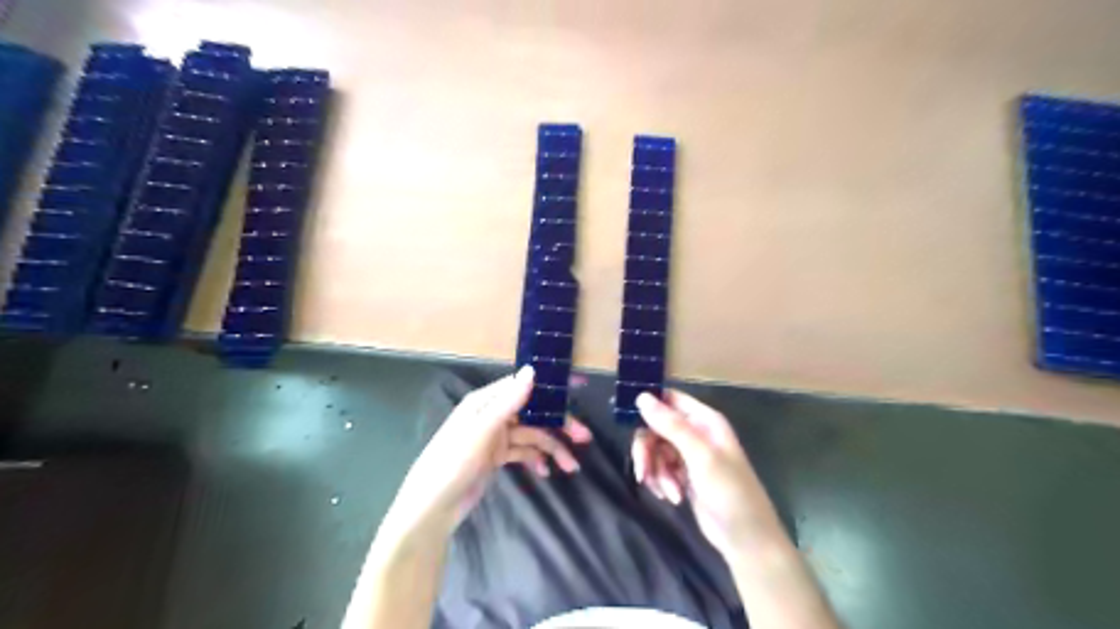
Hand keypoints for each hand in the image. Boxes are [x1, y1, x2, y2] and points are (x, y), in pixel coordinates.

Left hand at [390, 366, 588, 532]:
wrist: (431, 508)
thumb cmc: (453, 463)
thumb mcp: (482, 431)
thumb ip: (509, 401)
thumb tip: (532, 370)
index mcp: (486, 402)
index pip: (524, 388)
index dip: (551, 391)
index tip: (577, 393)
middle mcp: (492, 415)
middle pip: (533, 414)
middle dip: (559, 425)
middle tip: (584, 438)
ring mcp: (495, 437)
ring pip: (531, 436)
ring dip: (552, 448)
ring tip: (572, 467)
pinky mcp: (496, 457)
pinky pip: (523, 452)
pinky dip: (536, 460)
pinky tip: (547, 472)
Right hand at [634, 390, 781, 557]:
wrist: (746, 539)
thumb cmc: (729, 492)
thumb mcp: (700, 456)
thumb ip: (671, 426)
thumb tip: (641, 396)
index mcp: (704, 420)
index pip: (669, 399)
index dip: (648, 405)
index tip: (626, 418)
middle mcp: (696, 432)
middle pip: (656, 427)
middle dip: (647, 450)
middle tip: (643, 472)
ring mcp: (689, 454)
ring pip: (655, 450)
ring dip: (655, 471)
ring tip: (667, 492)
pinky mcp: (684, 474)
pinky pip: (660, 468)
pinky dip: (661, 481)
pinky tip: (671, 497)